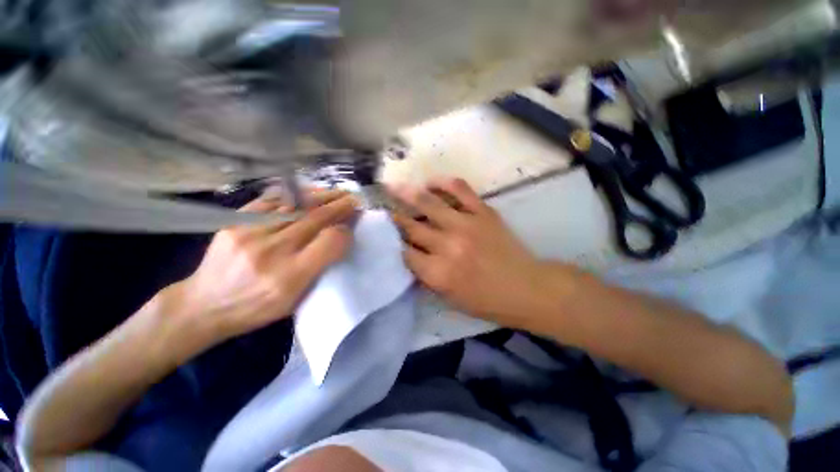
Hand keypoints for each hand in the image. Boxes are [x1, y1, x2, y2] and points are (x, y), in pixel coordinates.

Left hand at [167, 189, 357, 345]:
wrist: (203, 305)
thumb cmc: (256, 307)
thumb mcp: (296, 300)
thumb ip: (320, 267)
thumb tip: (339, 237)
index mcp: (290, 277)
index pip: (329, 242)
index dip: (346, 230)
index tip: (353, 224)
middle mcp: (271, 251)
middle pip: (314, 219)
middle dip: (339, 206)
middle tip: (353, 198)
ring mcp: (249, 233)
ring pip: (296, 206)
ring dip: (321, 197)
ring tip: (336, 193)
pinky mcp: (234, 222)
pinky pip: (271, 201)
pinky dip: (294, 196)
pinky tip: (307, 193)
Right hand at [390, 178, 546, 327]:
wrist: (525, 289)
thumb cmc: (485, 301)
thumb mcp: (449, 298)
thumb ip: (426, 276)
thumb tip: (409, 255)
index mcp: (438, 272)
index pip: (404, 252)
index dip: (392, 242)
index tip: (385, 235)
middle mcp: (448, 246)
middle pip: (411, 226)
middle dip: (394, 218)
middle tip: (384, 210)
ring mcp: (466, 225)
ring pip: (429, 203)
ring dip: (407, 193)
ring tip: (393, 186)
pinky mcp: (483, 212)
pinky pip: (460, 189)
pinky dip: (443, 182)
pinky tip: (430, 181)